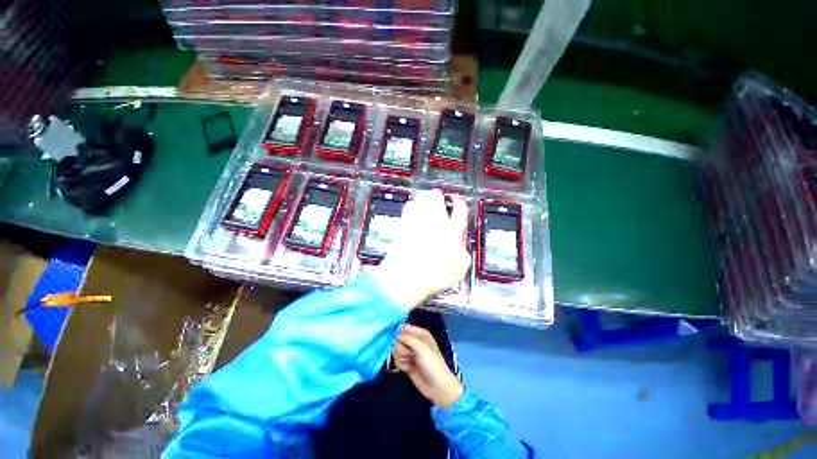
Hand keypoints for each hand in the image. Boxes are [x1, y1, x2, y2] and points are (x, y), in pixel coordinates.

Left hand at [373, 189, 470, 309]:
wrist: (407, 277)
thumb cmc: (433, 275)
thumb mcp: (459, 269)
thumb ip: (463, 254)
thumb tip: (462, 250)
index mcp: (452, 231)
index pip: (459, 209)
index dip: (459, 201)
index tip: (457, 200)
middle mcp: (435, 222)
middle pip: (437, 197)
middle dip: (438, 195)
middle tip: (439, 198)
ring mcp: (417, 222)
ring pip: (421, 198)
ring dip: (424, 197)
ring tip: (426, 199)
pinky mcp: (403, 225)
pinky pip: (408, 208)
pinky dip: (412, 206)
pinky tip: (413, 210)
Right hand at [393, 325, 463, 408]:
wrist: (437, 386)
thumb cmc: (432, 363)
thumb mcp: (421, 347)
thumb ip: (407, 338)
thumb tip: (396, 334)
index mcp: (421, 334)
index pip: (405, 327)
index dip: (400, 332)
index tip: (397, 338)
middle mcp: (415, 341)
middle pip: (399, 339)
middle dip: (401, 347)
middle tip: (408, 353)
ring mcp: (411, 353)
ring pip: (397, 350)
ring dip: (401, 356)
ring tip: (409, 362)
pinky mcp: (407, 364)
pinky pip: (397, 360)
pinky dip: (401, 364)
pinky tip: (408, 369)